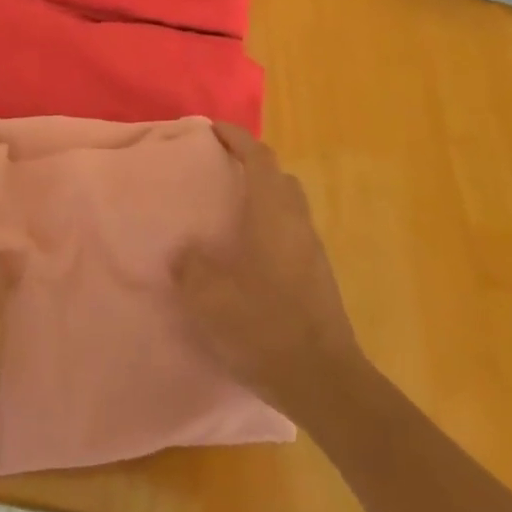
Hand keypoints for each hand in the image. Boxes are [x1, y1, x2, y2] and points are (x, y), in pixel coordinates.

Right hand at [174, 124, 366, 427]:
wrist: (324, 382)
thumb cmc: (264, 326)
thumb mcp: (209, 296)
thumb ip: (191, 267)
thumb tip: (186, 253)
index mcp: (273, 214)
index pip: (259, 158)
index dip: (237, 138)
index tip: (214, 129)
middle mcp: (297, 224)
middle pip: (280, 179)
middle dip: (253, 166)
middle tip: (222, 170)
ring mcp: (313, 253)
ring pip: (288, 209)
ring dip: (263, 199)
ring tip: (229, 214)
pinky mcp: (318, 281)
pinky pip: (291, 236)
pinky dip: (270, 230)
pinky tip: (247, 257)